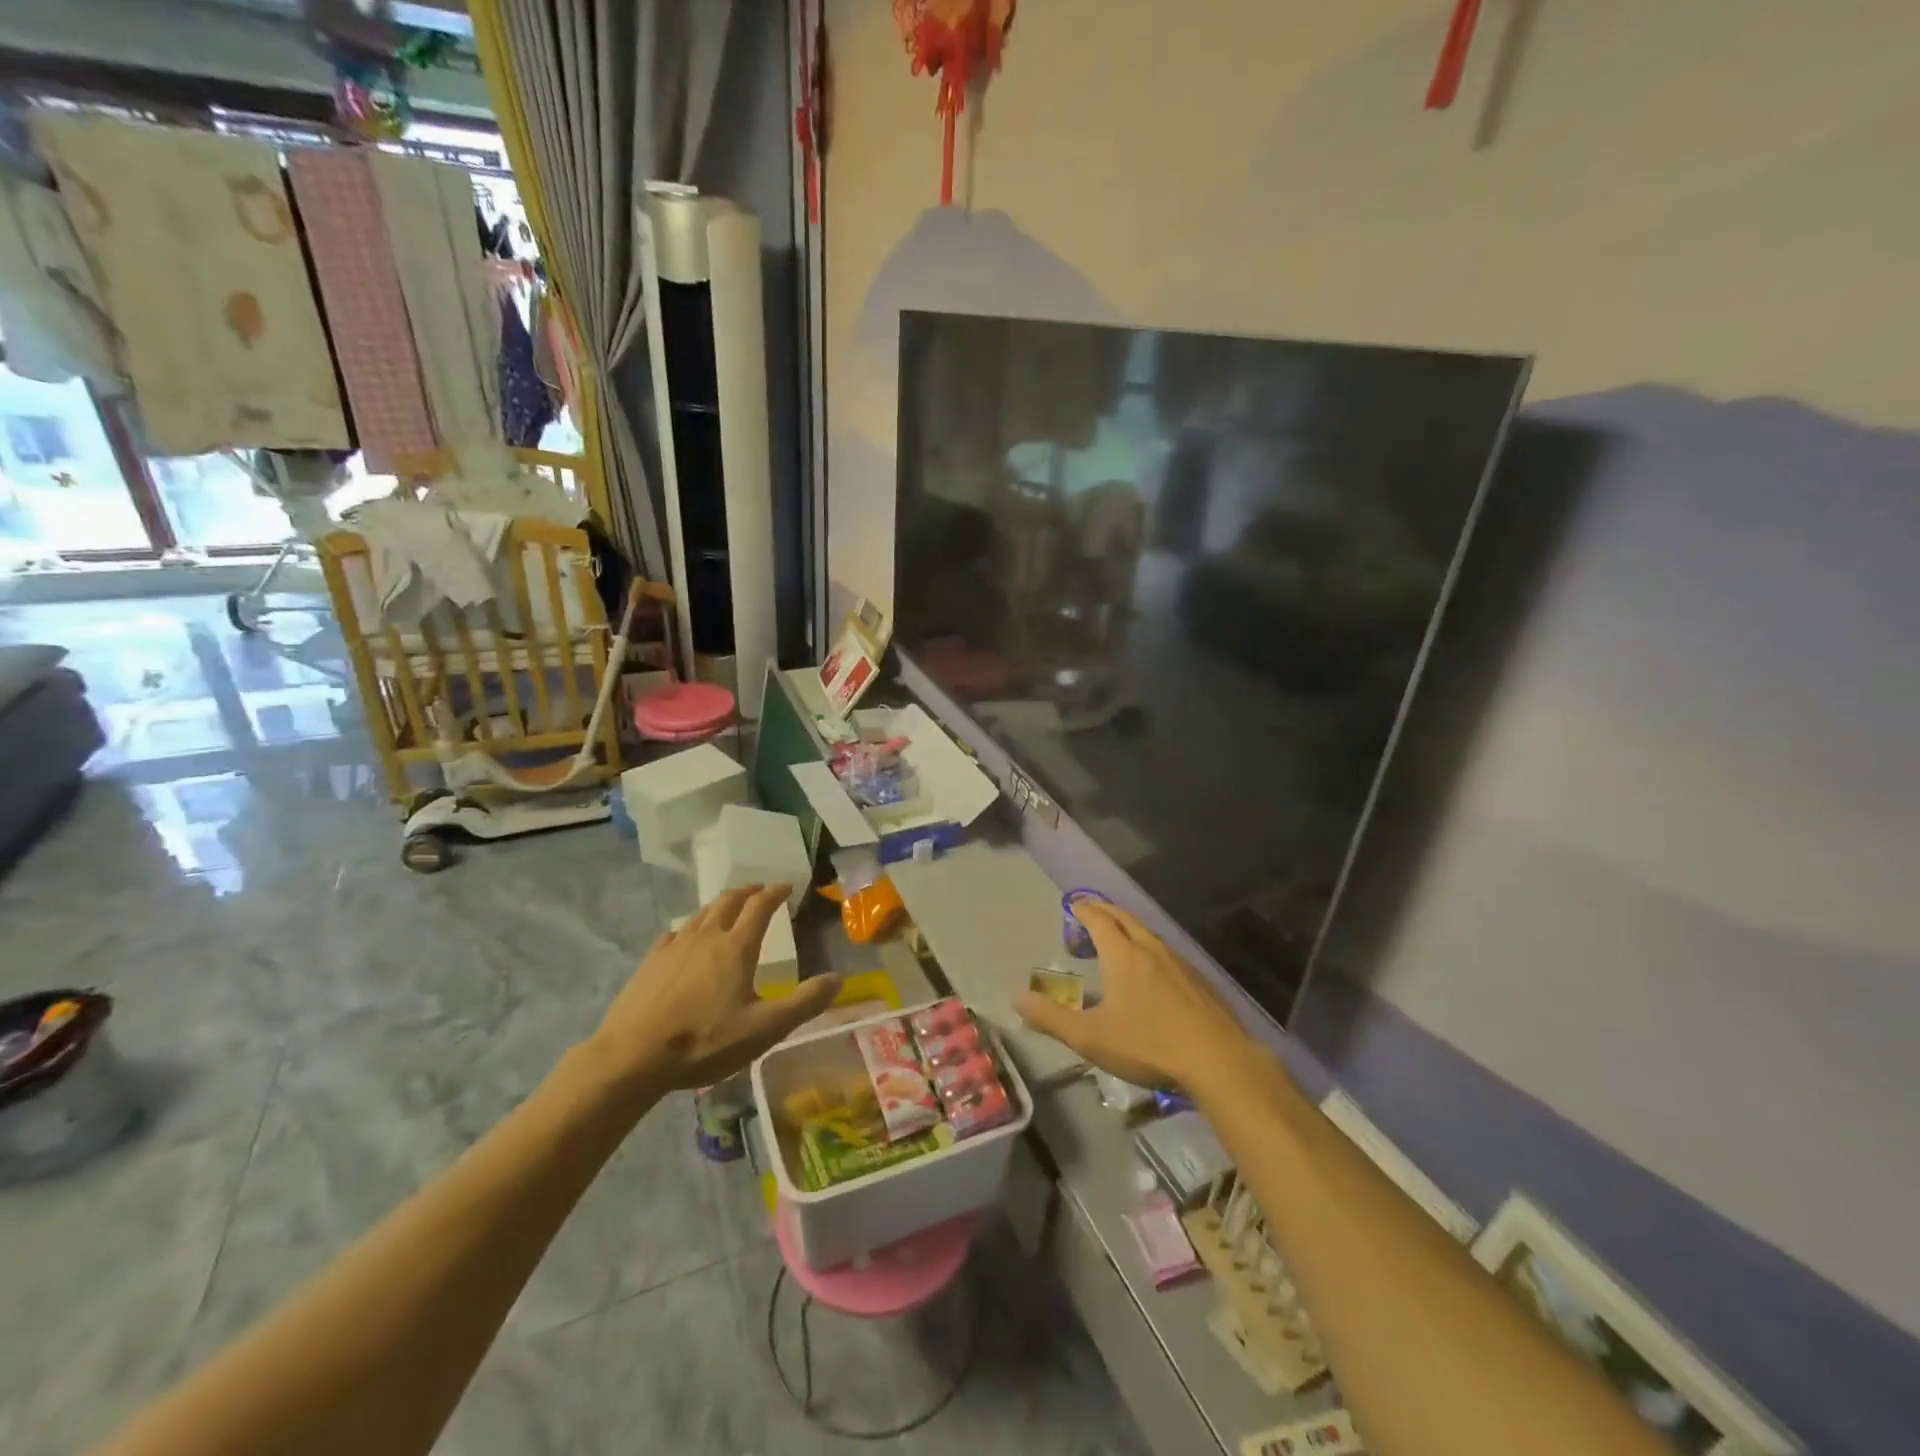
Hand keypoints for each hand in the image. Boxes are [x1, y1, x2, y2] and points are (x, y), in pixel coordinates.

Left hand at [588, 885, 841, 1093]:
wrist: (631, 1056)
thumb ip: (804, 1003)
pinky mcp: (651, 961)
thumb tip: (838, 979)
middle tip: (760, 891)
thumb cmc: (704, 1041)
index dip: (775, 893)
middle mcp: (707, 935)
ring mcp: (675, 945)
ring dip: (720, 905)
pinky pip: (676, 932)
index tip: (786, 886)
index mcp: (737, 946)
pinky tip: (687, 938)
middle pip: (729, 901)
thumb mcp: (764, 1029)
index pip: (760, 906)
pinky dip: (691, 926)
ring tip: (728, 909)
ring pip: (702, 913)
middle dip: (748, 891)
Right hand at [1016, 901, 1259, 1093]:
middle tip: (1091, 911)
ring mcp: (1179, 963)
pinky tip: (1154, 971)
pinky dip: (1150, 949)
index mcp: (1122, 954)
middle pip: (1125, 919)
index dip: (1084, 909)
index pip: (1098, 920)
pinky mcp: (1200, 981)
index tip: (1073, 904)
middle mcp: (1150, 949)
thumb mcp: (1090, 1037)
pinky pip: (1167, 953)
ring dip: (1129, 929)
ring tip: (1118, 938)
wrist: (1218, 1060)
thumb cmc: (1148, 1044)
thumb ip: (1051, 1017)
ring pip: (1149, 934)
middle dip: (1105, 911)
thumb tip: (1017, 997)